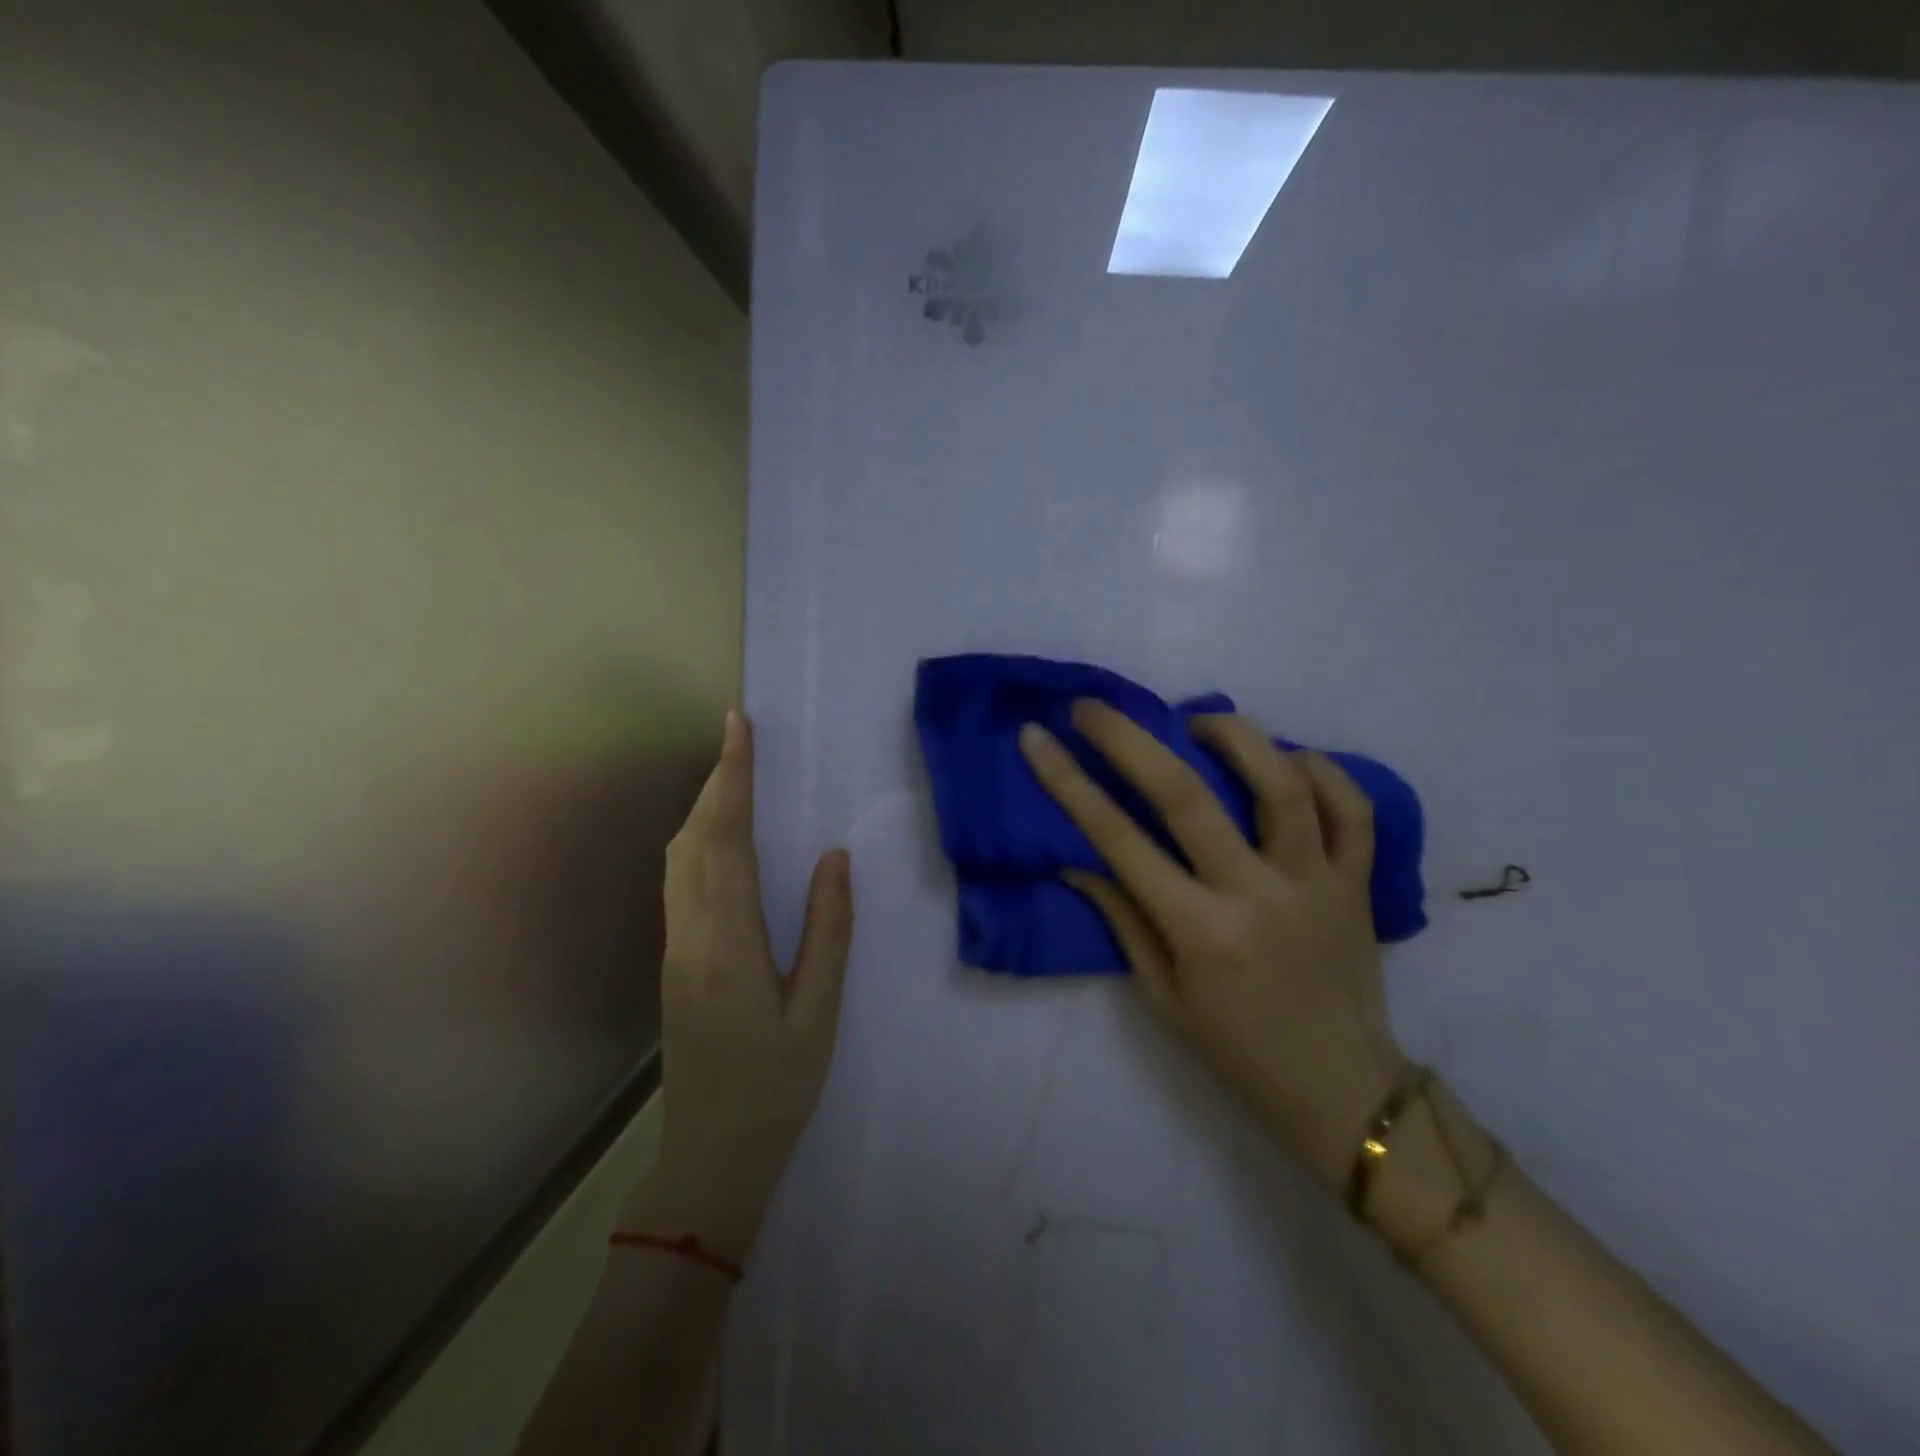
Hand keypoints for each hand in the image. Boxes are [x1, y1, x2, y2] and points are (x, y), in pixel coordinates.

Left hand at [621, 710, 853, 1266]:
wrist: (711, 1156)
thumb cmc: (777, 1086)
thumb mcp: (818, 1012)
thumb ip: (828, 930)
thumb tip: (834, 857)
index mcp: (728, 944)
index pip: (726, 840)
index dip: (732, 779)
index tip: (738, 728)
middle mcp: (690, 935)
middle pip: (694, 839)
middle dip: (717, 780)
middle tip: (741, 736)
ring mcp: (674, 948)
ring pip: (678, 858)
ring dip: (703, 807)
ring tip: (734, 774)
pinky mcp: (674, 960)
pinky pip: (680, 880)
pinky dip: (698, 839)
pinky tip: (720, 836)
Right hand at [1019, 701, 1405, 1189]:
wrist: (1341, 1091)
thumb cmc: (1235, 1050)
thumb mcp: (1161, 996)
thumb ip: (1122, 917)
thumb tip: (1076, 858)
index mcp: (1200, 932)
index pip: (1118, 839)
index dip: (1069, 782)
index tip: (1038, 738)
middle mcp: (1257, 895)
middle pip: (1188, 795)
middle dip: (1129, 739)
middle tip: (1093, 707)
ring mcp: (1316, 883)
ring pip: (1283, 784)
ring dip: (1234, 736)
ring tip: (1198, 720)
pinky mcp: (1359, 883)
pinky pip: (1353, 809)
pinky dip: (1321, 769)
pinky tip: (1286, 757)